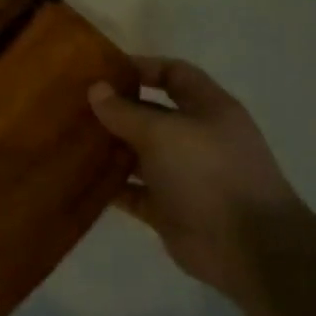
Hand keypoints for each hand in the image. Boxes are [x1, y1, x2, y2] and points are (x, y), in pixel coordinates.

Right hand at [89, 57, 308, 301]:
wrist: (246, 247)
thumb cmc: (208, 173)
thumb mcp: (162, 132)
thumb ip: (125, 111)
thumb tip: (95, 89)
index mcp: (208, 109)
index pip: (175, 74)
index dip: (141, 68)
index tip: (101, 71)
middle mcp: (197, 138)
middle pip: (151, 114)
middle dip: (115, 110)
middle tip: (72, 106)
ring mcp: (182, 175)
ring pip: (138, 154)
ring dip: (108, 148)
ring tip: (68, 140)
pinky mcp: (168, 208)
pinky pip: (132, 191)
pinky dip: (109, 186)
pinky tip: (78, 178)